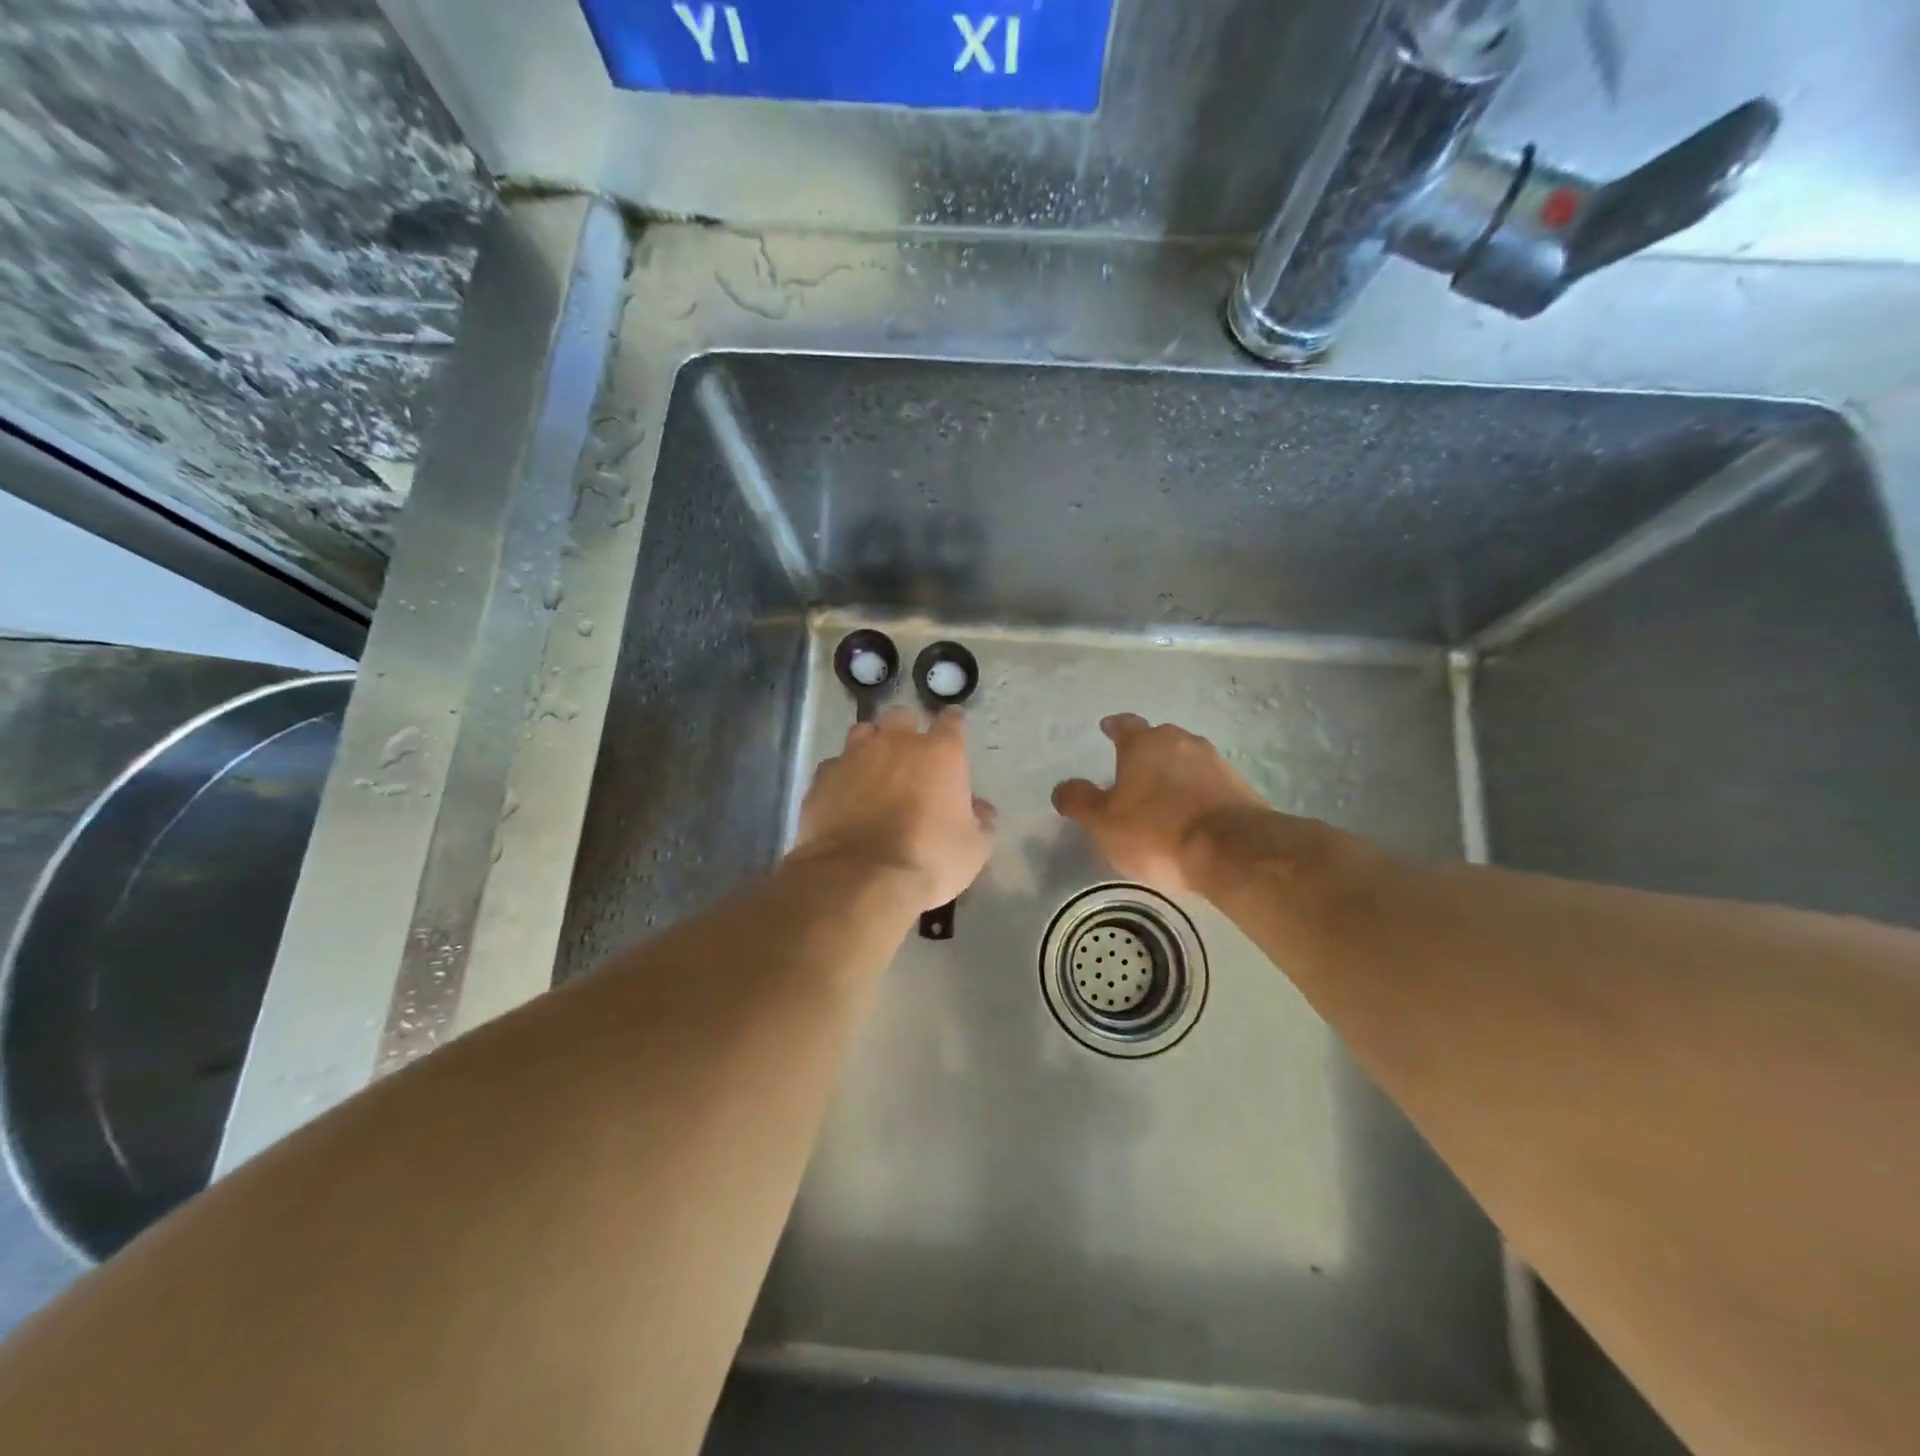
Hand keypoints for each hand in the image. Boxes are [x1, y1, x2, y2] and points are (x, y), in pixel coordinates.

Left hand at [788, 706, 995, 910]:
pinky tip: (844, 794)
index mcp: (940, 753)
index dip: (953, 724)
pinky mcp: (823, 778)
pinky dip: (842, 775)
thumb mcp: (973, 849)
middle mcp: (896, 743)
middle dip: (908, 729)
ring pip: (863, 732)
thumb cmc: (929, 859)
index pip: (951, 722)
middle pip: (902, 717)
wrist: (860, 878)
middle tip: (911, 753)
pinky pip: (835, 766)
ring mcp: (854, 757)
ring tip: (874, 766)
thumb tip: (982, 809)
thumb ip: (981, 822)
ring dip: (872, 744)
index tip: (953, 727)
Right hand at [1052, 714, 1269, 893]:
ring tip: (1163, 794)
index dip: (1114, 727)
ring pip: (1186, 759)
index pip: (1125, 725)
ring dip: (1174, 772)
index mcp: (1144, 744)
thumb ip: (1080, 801)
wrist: (1232, 850)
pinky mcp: (1240, 786)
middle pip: (1159, 739)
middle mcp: (1181, 742)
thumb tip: (1062, 787)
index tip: (1107, 728)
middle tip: (1132, 769)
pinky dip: (1197, 791)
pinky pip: (1209, 782)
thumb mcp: (1103, 822)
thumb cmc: (1156, 831)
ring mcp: (1215, 762)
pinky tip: (1191, 812)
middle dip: (1145, 750)